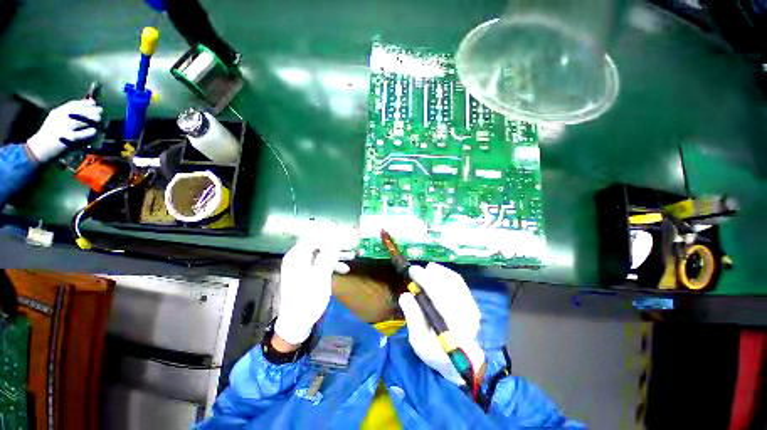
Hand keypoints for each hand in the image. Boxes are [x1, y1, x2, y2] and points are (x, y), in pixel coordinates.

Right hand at [26, 99, 102, 162]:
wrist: (40, 148)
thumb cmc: (50, 133)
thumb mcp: (55, 118)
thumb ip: (67, 111)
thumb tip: (83, 104)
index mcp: (57, 112)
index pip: (73, 104)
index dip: (85, 103)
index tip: (94, 102)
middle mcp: (61, 118)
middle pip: (81, 111)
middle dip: (93, 110)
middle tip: (100, 110)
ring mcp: (66, 127)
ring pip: (84, 120)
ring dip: (94, 119)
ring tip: (98, 118)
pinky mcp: (71, 137)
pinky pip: (85, 133)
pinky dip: (91, 132)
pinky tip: (93, 131)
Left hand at [274, 236, 349, 346]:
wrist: (296, 323)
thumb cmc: (308, 299)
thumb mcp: (321, 277)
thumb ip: (329, 255)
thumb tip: (336, 238)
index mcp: (297, 256)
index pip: (315, 237)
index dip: (332, 236)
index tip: (348, 238)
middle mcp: (297, 257)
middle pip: (319, 244)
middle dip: (337, 245)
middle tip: (352, 247)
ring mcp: (301, 265)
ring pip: (322, 253)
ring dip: (337, 254)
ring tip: (352, 256)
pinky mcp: (305, 273)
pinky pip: (320, 263)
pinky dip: (331, 264)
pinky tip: (344, 269)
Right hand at [399, 263, 484, 385]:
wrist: (460, 361)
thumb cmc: (436, 353)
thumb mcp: (419, 342)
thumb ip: (413, 318)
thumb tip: (406, 294)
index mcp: (454, 328)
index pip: (441, 298)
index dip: (426, 281)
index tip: (412, 271)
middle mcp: (467, 314)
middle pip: (450, 285)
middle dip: (431, 273)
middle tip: (415, 270)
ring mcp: (472, 307)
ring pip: (455, 281)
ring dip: (438, 271)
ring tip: (424, 270)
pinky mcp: (471, 302)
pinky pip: (458, 282)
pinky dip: (445, 274)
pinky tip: (435, 272)